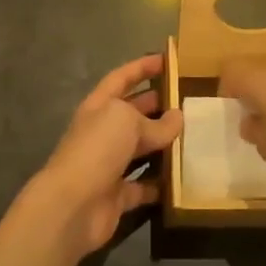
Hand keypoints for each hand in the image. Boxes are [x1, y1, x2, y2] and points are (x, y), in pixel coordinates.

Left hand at [30, 54, 182, 259]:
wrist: (72, 205)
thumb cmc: (97, 149)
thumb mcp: (127, 122)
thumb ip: (155, 121)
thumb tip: (177, 118)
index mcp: (99, 106)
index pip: (121, 78)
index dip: (142, 67)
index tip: (166, 59)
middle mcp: (103, 132)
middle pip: (132, 113)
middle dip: (156, 104)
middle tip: (187, 99)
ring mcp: (109, 164)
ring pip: (140, 149)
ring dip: (163, 144)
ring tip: (193, 135)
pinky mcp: (118, 195)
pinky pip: (144, 185)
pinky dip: (161, 183)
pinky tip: (184, 177)